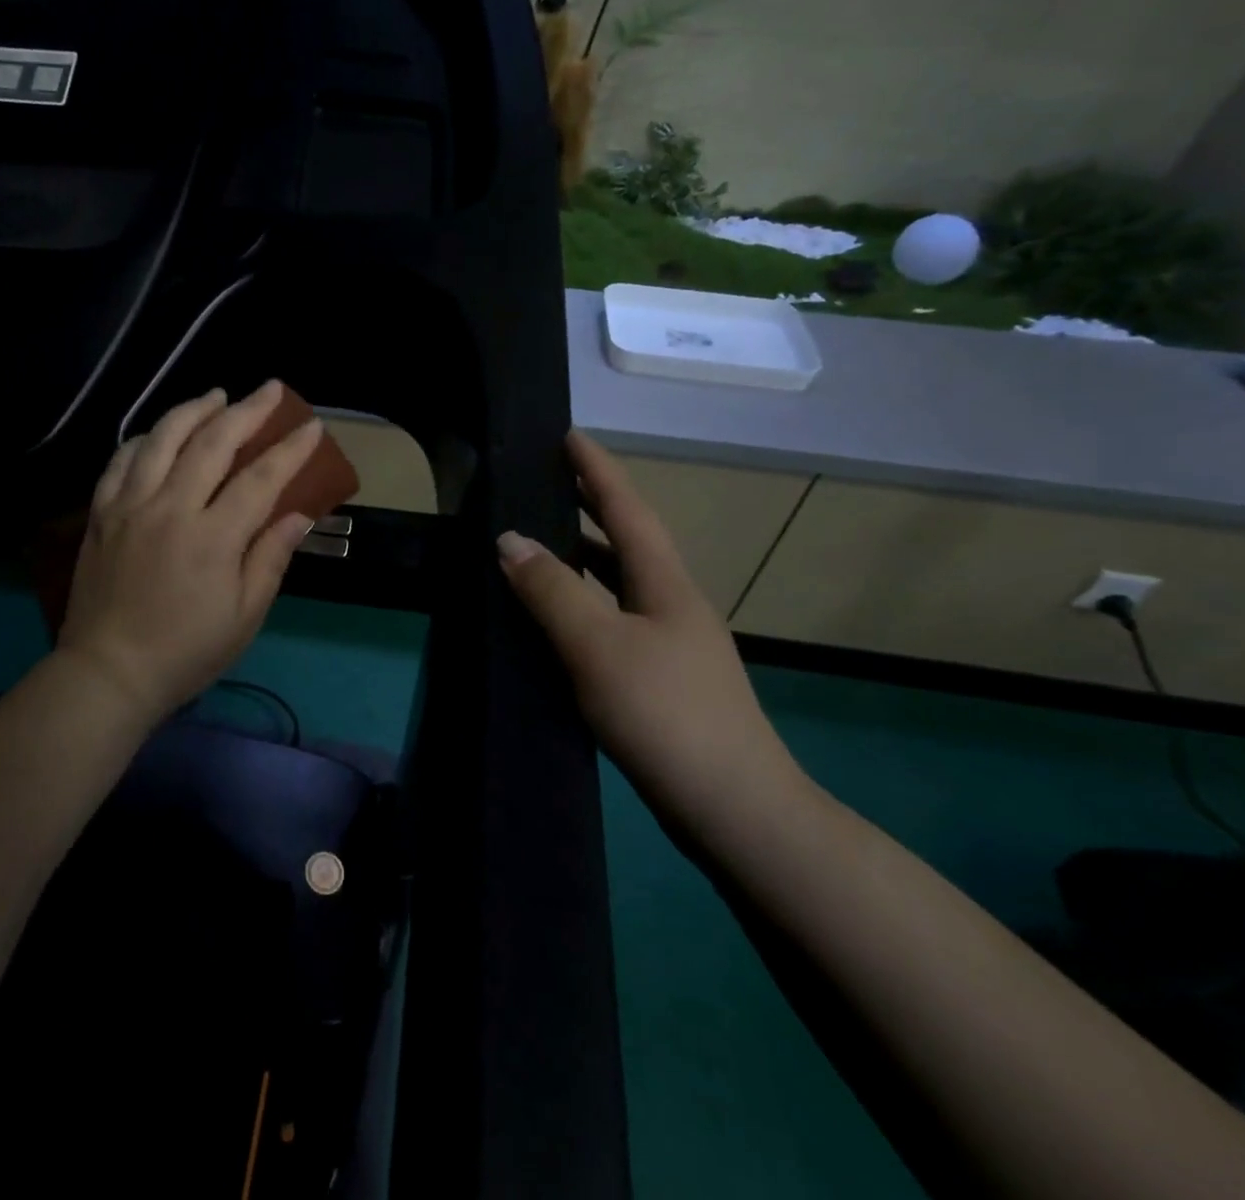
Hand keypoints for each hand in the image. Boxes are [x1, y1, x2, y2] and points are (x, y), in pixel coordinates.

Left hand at [57, 382, 322, 730]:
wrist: (108, 672)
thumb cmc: (186, 652)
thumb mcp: (244, 617)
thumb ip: (270, 559)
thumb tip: (298, 514)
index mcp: (212, 538)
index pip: (261, 479)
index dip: (290, 449)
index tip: (312, 426)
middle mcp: (170, 508)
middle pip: (212, 442)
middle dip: (247, 410)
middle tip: (271, 389)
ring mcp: (130, 506)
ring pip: (163, 438)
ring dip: (194, 409)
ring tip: (217, 395)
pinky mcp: (101, 513)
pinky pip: (121, 459)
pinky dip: (145, 437)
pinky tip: (160, 432)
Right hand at [497, 430, 809, 837]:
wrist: (736, 810)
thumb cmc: (666, 714)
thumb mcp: (598, 645)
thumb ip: (552, 590)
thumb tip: (509, 539)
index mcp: (666, 583)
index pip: (627, 508)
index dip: (596, 470)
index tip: (568, 434)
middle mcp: (673, 604)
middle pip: (628, 541)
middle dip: (589, 508)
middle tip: (545, 484)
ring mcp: (672, 645)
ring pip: (620, 585)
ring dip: (584, 559)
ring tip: (540, 546)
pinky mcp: (663, 681)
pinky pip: (614, 622)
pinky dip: (583, 606)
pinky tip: (557, 625)